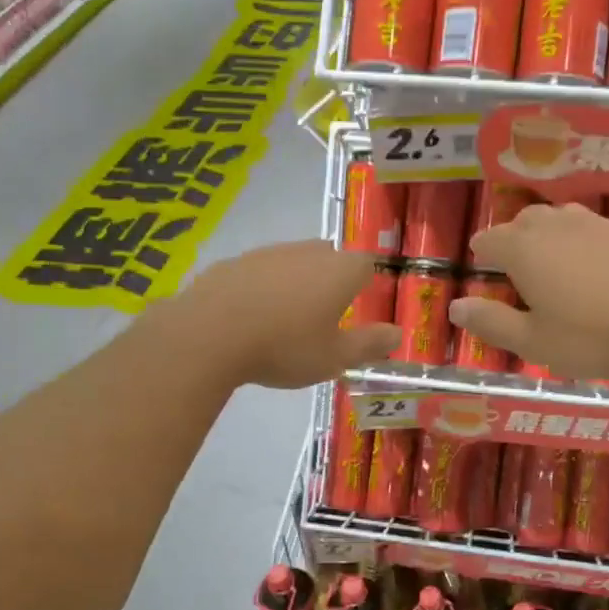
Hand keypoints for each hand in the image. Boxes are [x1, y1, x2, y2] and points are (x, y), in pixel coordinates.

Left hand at [181, 240, 399, 388]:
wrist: (210, 334)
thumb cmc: (285, 347)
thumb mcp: (334, 357)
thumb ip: (369, 344)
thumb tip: (397, 333)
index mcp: (339, 270)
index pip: (366, 264)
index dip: (365, 284)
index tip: (358, 307)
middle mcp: (307, 251)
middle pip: (329, 257)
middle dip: (331, 279)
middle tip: (325, 313)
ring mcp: (267, 253)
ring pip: (292, 262)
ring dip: (295, 282)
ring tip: (286, 318)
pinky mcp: (233, 262)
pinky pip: (259, 272)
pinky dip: (262, 289)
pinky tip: (251, 317)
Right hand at [451, 203, 608, 381]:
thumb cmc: (590, 338)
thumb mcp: (532, 342)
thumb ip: (491, 322)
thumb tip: (456, 306)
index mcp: (525, 250)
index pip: (491, 239)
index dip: (483, 250)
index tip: (481, 260)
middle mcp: (559, 227)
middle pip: (528, 220)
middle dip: (516, 235)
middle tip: (516, 259)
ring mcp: (601, 226)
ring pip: (566, 218)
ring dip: (553, 233)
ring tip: (556, 258)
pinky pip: (602, 231)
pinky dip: (591, 244)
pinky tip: (602, 268)